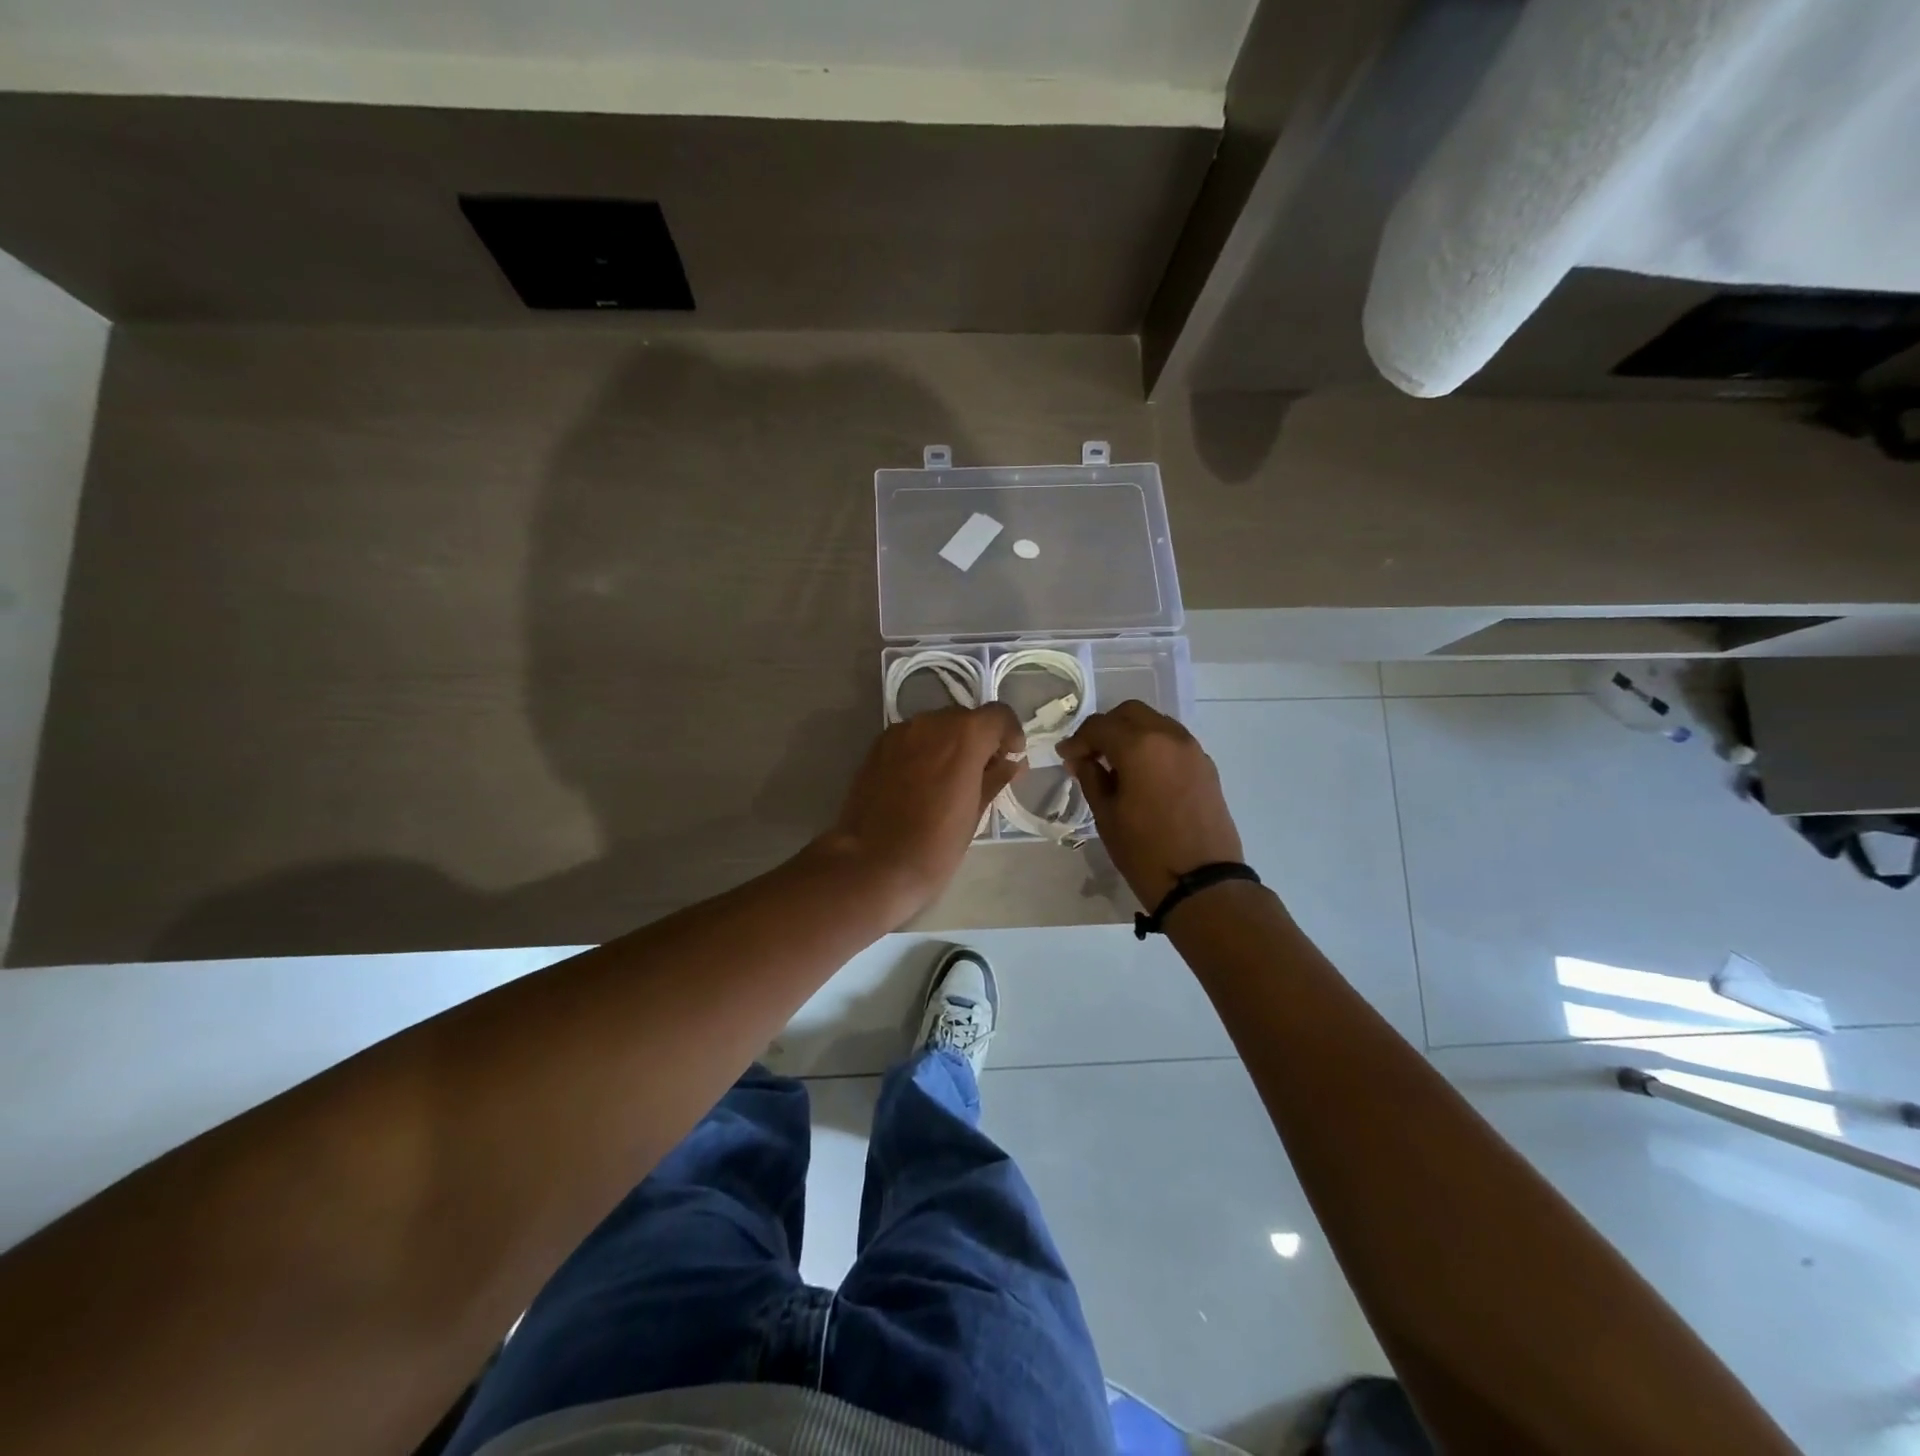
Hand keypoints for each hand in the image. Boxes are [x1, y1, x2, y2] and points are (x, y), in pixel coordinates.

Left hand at [818, 704, 1024, 923]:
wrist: (873, 863)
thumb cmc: (936, 844)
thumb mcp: (976, 813)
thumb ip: (995, 779)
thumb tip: (1010, 764)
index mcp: (964, 734)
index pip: (998, 715)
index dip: (1010, 734)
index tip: (1012, 758)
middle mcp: (931, 722)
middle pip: (965, 718)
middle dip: (979, 740)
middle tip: (983, 773)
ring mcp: (899, 732)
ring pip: (935, 727)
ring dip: (949, 745)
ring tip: (950, 780)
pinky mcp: (876, 747)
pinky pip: (911, 739)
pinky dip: (924, 752)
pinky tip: (922, 783)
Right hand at [1060, 701, 1244, 911]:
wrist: (1202, 882)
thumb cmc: (1144, 851)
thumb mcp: (1107, 815)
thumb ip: (1091, 777)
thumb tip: (1080, 759)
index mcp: (1139, 746)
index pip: (1099, 726)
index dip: (1077, 740)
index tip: (1066, 758)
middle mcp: (1168, 736)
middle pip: (1130, 713)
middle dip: (1106, 728)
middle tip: (1090, 755)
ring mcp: (1192, 749)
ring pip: (1155, 722)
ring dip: (1132, 734)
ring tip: (1117, 764)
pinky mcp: (1206, 766)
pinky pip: (1173, 741)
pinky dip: (1154, 746)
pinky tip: (1144, 774)